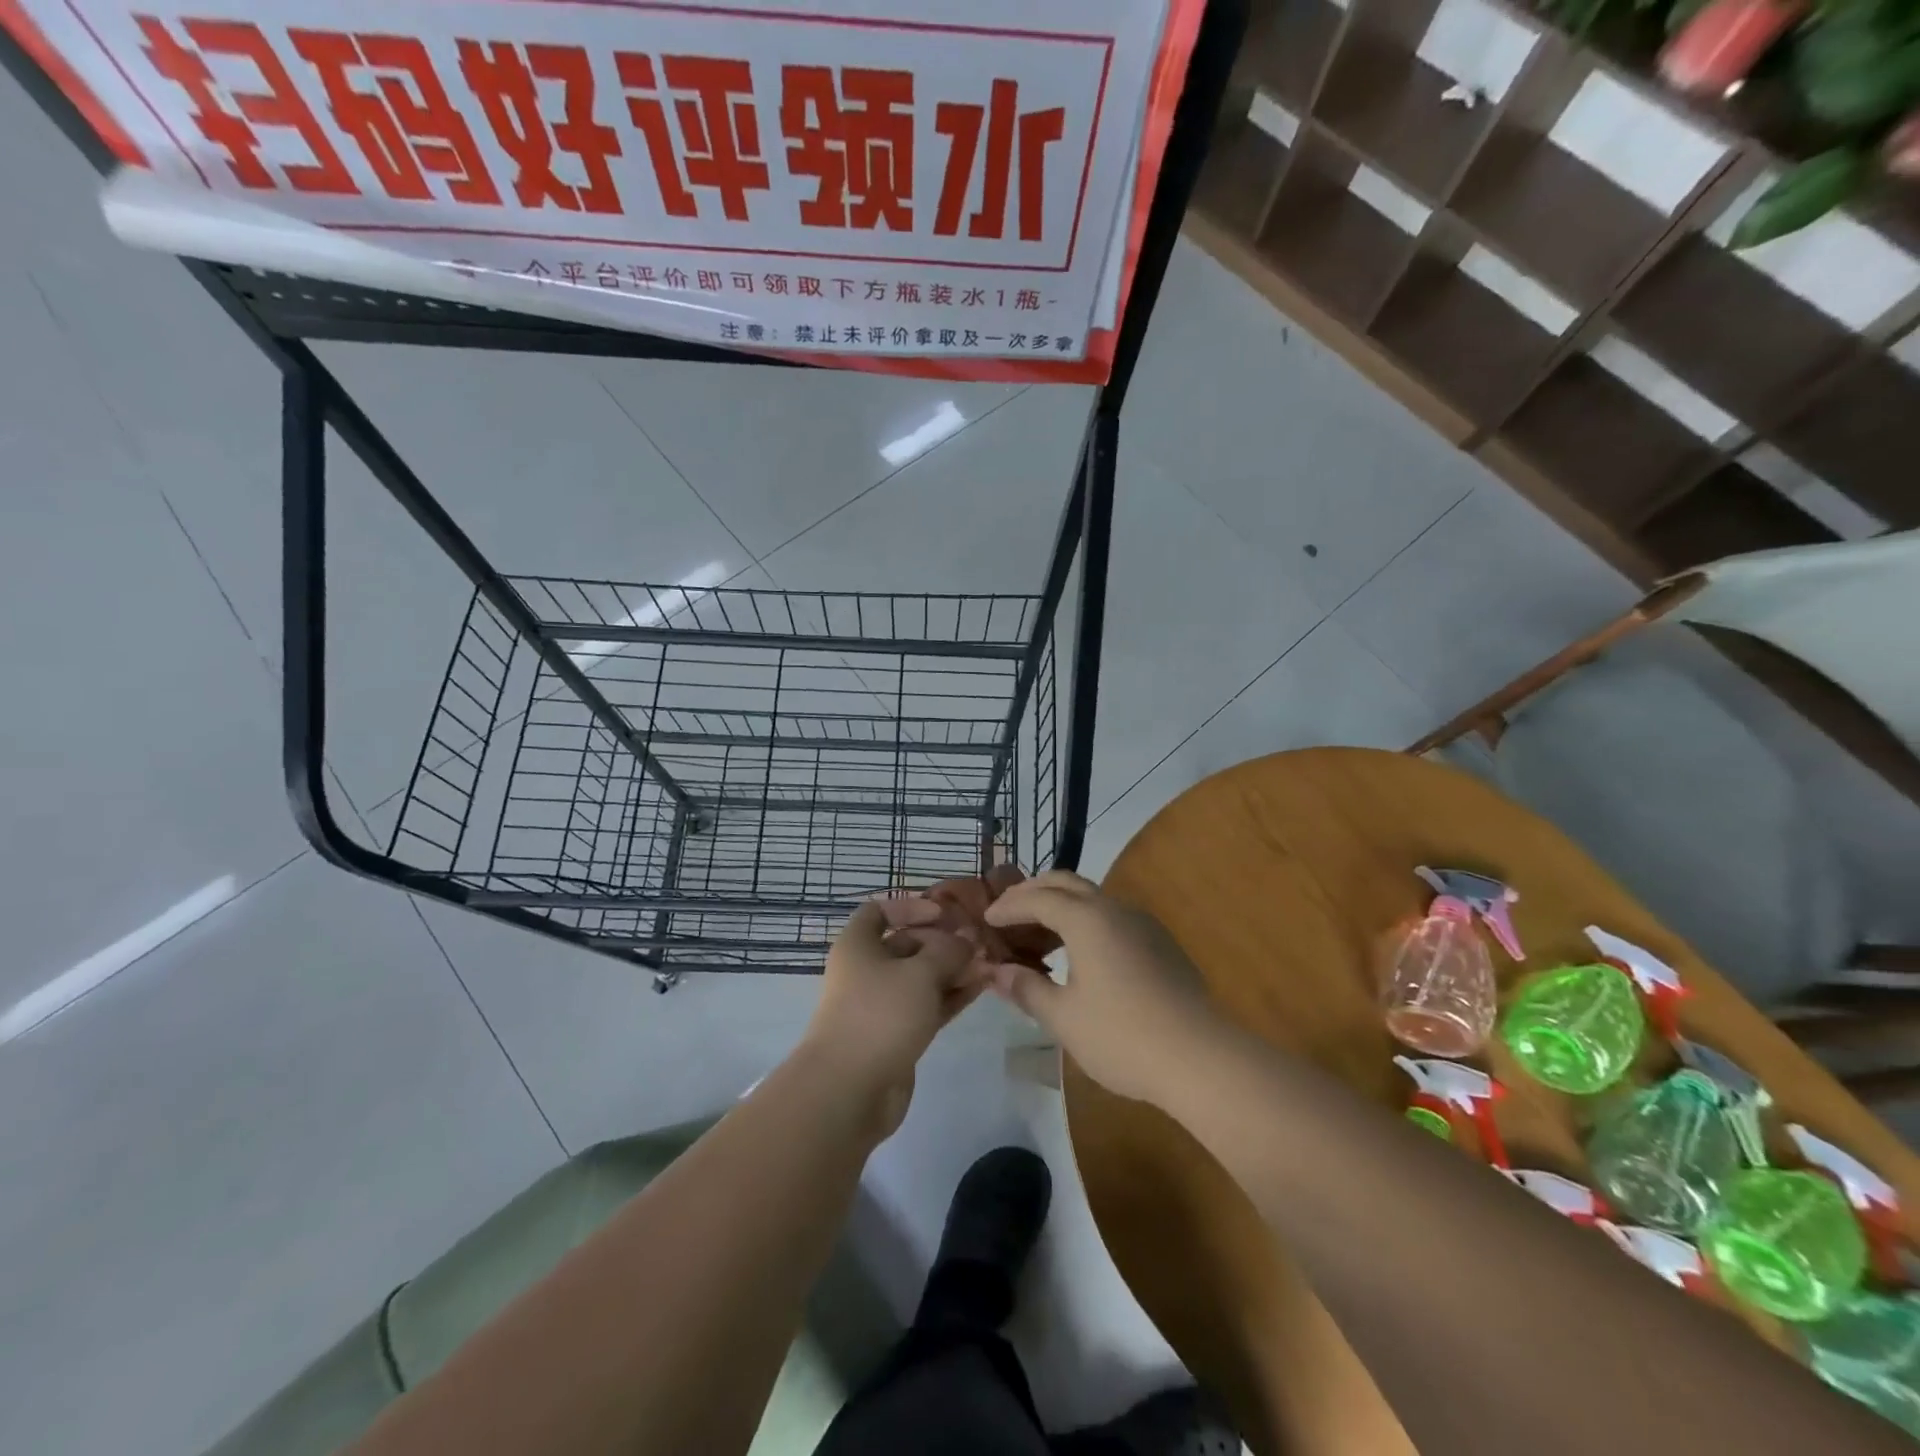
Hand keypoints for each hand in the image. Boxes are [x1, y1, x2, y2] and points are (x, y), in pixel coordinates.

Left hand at [804, 897, 987, 1130]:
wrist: (849, 1090)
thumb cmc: (880, 1014)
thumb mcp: (920, 973)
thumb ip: (948, 951)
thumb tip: (966, 941)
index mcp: (858, 945)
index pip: (880, 911)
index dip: (912, 906)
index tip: (945, 914)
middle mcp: (866, 970)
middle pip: (906, 944)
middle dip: (943, 942)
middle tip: (979, 944)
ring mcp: (880, 1005)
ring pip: (920, 978)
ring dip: (952, 970)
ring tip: (989, 965)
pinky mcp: (896, 1034)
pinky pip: (926, 1005)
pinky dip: (950, 996)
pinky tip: (980, 988)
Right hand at [983, 870, 1227, 1104]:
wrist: (1201, 1058)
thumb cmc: (1122, 1036)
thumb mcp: (1064, 1017)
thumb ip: (1028, 989)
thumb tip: (998, 972)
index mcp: (1087, 919)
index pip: (1037, 898)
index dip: (1008, 906)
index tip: (986, 919)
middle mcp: (1115, 909)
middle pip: (1066, 883)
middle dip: (1033, 892)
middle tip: (1008, 912)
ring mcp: (1142, 924)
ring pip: (1092, 898)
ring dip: (1060, 905)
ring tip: (1038, 933)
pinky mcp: (1160, 943)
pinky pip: (1112, 917)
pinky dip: (1084, 921)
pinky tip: (1079, 953)